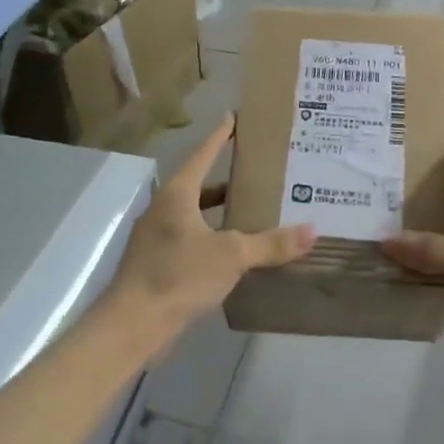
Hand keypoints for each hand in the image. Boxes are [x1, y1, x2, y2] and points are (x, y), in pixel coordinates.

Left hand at [106, 115, 315, 340]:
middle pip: (198, 186)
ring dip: (218, 212)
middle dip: (225, 180)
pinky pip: (188, 240)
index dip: (219, 137)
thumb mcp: (231, 255)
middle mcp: (163, 210)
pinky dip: (210, 239)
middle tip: (255, 173)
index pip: (202, 155)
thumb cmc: (178, 275)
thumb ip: (270, 243)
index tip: (233, 118)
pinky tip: (230, 254)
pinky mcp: (155, 264)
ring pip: (193, 216)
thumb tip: (312, 231)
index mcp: (177, 195)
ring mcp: (155, 238)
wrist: (131, 325)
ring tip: (249, 213)